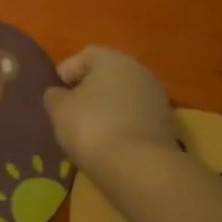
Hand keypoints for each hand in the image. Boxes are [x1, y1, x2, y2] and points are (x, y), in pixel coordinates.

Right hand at [44, 47, 180, 173]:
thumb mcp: (59, 109)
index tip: (55, 94)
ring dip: (106, 109)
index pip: (86, 55)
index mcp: (113, 59)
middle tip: (70, 111)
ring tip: (88, 131)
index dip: (67, 71)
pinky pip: (135, 118)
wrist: (139, 167)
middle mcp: (140, 71)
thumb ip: (55, 96)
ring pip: (123, 98)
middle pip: (108, 76)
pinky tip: (109, 144)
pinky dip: (122, 126)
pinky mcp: (166, 126)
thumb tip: (58, 94)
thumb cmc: (92, 126)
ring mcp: (157, 99)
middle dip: (88, 91)